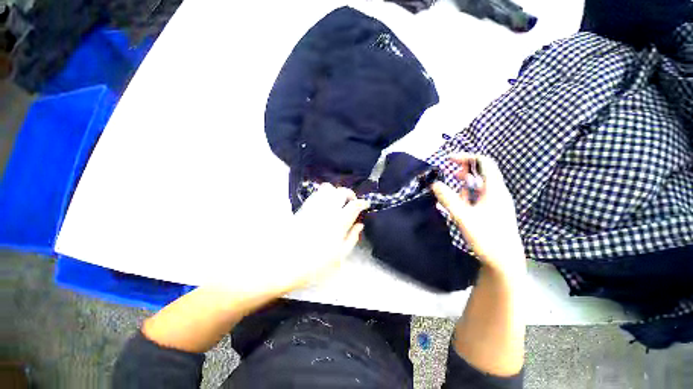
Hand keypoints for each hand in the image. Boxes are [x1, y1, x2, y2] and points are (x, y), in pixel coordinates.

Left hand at [260, 183, 368, 294]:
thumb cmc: (314, 264)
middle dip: (349, 194)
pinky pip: (316, 194)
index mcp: (339, 222)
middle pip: (341, 191)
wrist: (282, 263)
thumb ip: (352, 238)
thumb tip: (360, 225)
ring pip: (327, 188)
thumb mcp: (339, 256)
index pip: (354, 205)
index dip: (362, 203)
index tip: (364, 205)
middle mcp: (327, 210)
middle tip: (351, 203)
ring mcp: (314, 207)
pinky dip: (323, 194)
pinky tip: (324, 204)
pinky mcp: (303, 208)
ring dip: (336, 192)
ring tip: (338, 202)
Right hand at [432, 153, 525, 276]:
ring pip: (480, 185)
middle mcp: (498, 193)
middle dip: (464, 169)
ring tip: (450, 191)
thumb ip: (448, 199)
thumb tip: (435, 184)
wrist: (505, 262)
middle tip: (449, 173)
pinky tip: (457, 205)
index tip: (448, 160)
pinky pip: (479, 197)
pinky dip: (467, 195)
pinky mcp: (493, 212)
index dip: (466, 157)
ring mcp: (497, 203)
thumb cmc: (487, 238)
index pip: (484, 163)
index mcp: (494, 190)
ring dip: (464, 184)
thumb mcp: (463, 217)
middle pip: (483, 172)